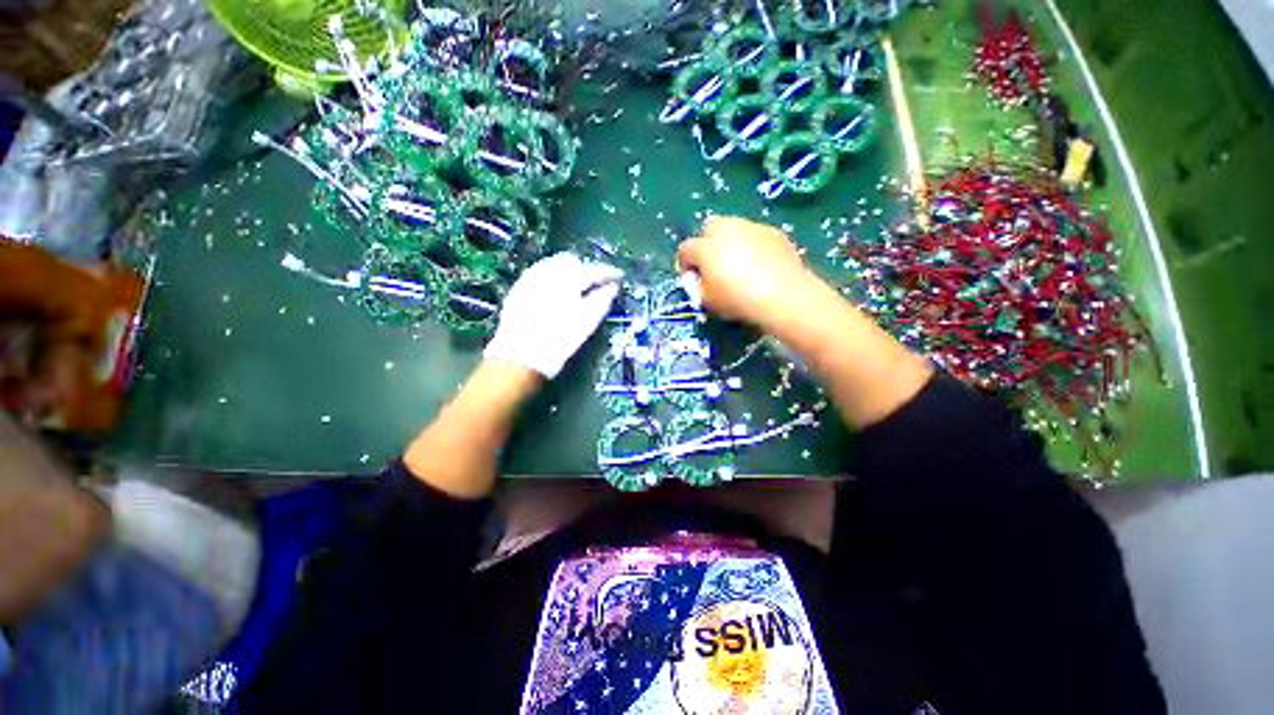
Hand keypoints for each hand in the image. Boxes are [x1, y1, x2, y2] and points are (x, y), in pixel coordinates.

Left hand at [483, 252, 622, 378]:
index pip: (593, 270)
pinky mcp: (518, 289)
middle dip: (585, 269)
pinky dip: (551, 278)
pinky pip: (539, 273)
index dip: (608, 273)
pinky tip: (554, 294)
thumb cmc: (558, 342)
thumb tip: (613, 287)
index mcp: (567, 280)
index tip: (618, 277)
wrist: (519, 358)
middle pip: (571, 261)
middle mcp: (547, 273)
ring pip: (553, 265)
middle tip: (595, 284)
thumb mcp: (586, 323)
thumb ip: (601, 301)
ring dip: (567, 272)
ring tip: (575, 289)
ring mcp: (529, 279)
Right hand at [676, 216, 816, 331]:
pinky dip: (751, 245)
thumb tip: (697, 279)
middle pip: (708, 228)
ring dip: (729, 241)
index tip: (692, 278)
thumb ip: (696, 287)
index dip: (685, 264)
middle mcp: (726, 230)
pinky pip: (754, 235)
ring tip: (737, 262)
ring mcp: (752, 227)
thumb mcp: (708, 301)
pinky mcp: (773, 232)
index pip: (686, 249)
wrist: (784, 296)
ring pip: (733, 227)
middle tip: (712, 264)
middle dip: (706, 244)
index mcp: (706, 248)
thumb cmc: (738, 301)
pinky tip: (758, 264)